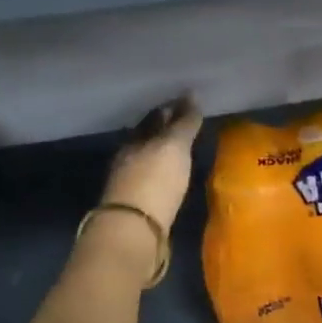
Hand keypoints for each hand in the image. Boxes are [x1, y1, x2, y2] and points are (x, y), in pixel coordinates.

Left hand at [103, 98, 202, 235]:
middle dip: (164, 129)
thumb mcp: (174, 146)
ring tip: (181, 150)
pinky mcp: (138, 206)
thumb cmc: (155, 180)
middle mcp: (129, 157)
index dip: (171, 109)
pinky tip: (172, 176)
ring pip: (148, 159)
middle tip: (186, 123)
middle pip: (148, 138)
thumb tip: (192, 94)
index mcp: (135, 140)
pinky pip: (152, 180)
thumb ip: (184, 123)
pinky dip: (163, 173)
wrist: (135, 228)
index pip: (154, 118)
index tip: (187, 103)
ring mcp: (131, 182)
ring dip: (163, 153)